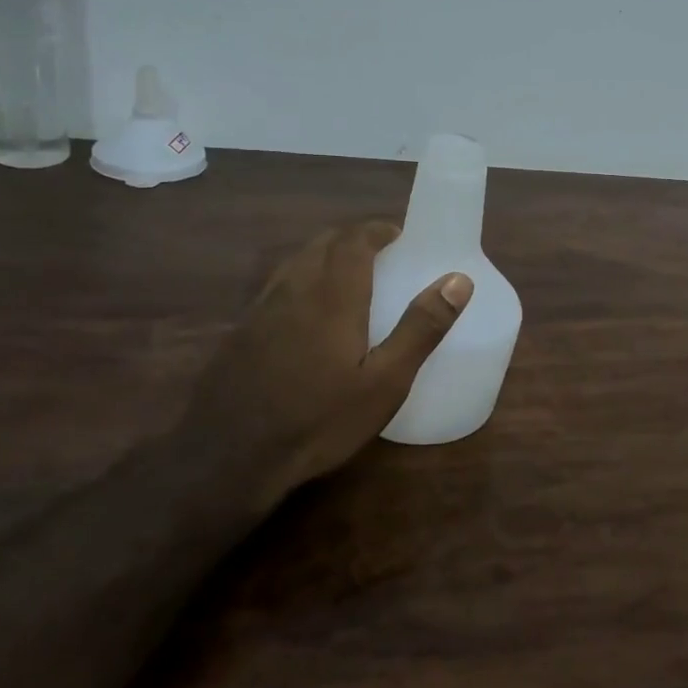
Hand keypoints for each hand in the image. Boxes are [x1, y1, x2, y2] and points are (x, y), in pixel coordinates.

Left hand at [199, 221, 472, 500]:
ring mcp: (262, 309)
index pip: (353, 240)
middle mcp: (294, 289)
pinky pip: (278, 285)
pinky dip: (302, 279)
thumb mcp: (385, 382)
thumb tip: (459, 280)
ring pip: (296, 262)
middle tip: (380, 254)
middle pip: (322, 244)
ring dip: (325, 256)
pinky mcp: (242, 331)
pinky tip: (308, 313)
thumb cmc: (319, 419)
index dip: (376, 230)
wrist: (229, 456)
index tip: (398, 235)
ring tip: (348, 276)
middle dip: (352, 239)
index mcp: (333, 295)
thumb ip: (421, 328)